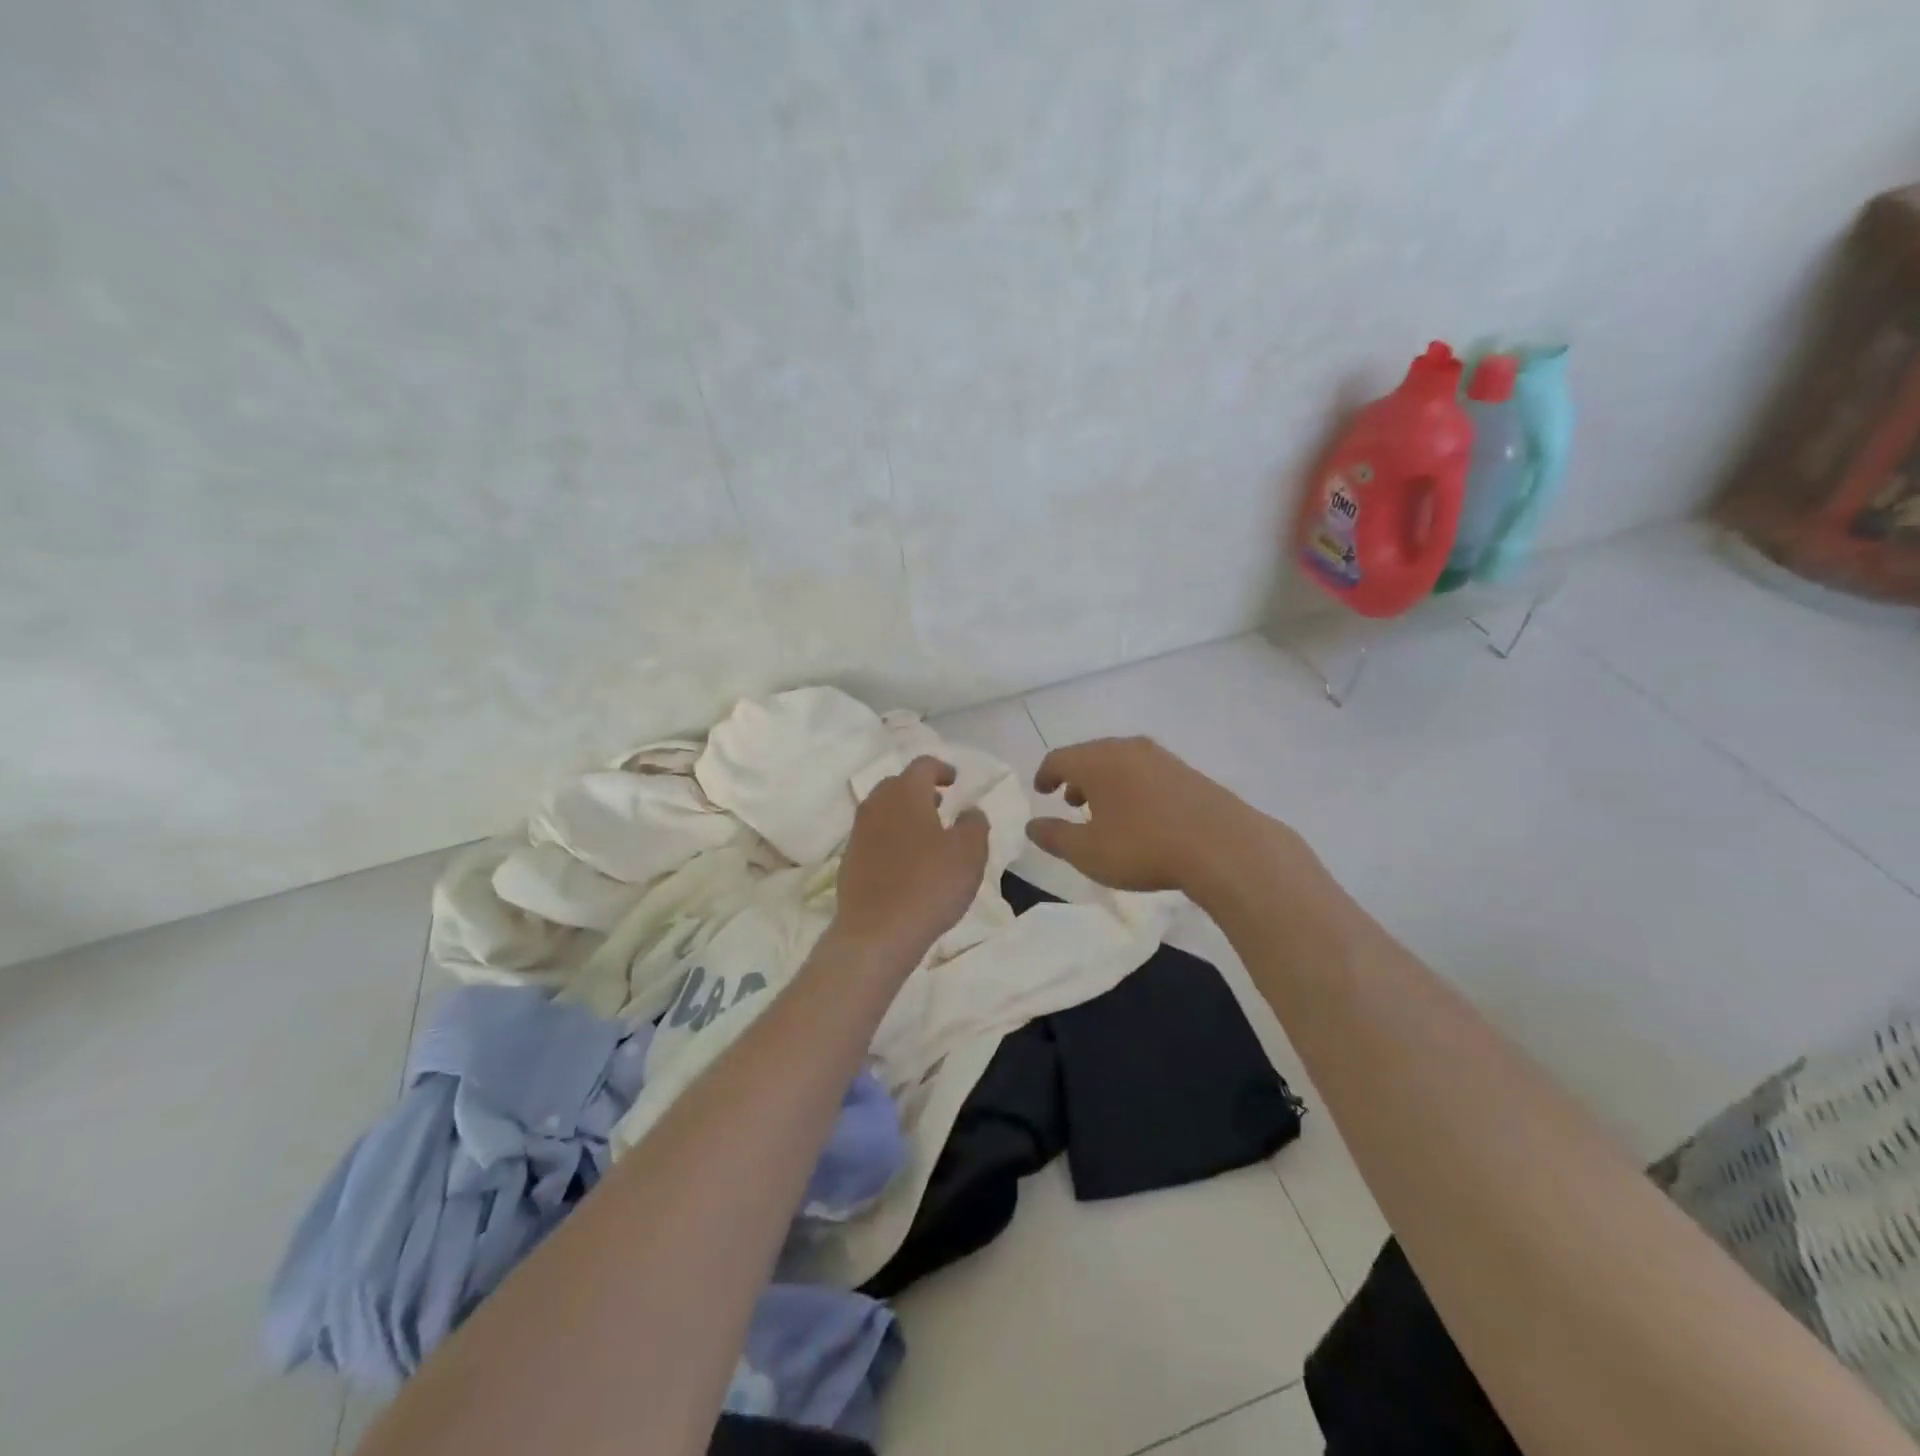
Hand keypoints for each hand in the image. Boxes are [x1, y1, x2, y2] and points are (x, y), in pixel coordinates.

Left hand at [833, 756, 989, 970]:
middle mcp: (876, 806)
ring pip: (882, 810)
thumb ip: (974, 824)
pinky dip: (891, 838)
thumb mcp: (969, 853)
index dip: (941, 768)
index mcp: (905, 794)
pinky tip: (906, 862)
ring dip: (904, 814)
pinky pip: (873, 837)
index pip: (922, 765)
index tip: (954, 780)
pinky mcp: (850, 861)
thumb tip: (970, 810)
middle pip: (897, 785)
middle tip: (940, 803)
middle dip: (919, 789)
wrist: (877, 932)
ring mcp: (858, 834)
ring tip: (926, 833)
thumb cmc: (929, 885)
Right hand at [1026, 736, 1291, 896]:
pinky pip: (1145, 771)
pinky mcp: (1186, 772)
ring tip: (1102, 810)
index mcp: (1097, 761)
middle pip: (1090, 755)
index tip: (1041, 790)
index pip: (1059, 758)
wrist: (1223, 846)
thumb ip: (1055, 837)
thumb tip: (1032, 825)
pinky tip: (1139, 814)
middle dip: (1075, 777)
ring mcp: (1161, 757)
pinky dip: (1130, 785)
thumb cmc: (1143, 847)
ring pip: (1120, 762)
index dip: (1045, 774)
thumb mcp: (1087, 852)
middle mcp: (1126, 749)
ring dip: (1104, 782)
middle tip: (1069, 801)